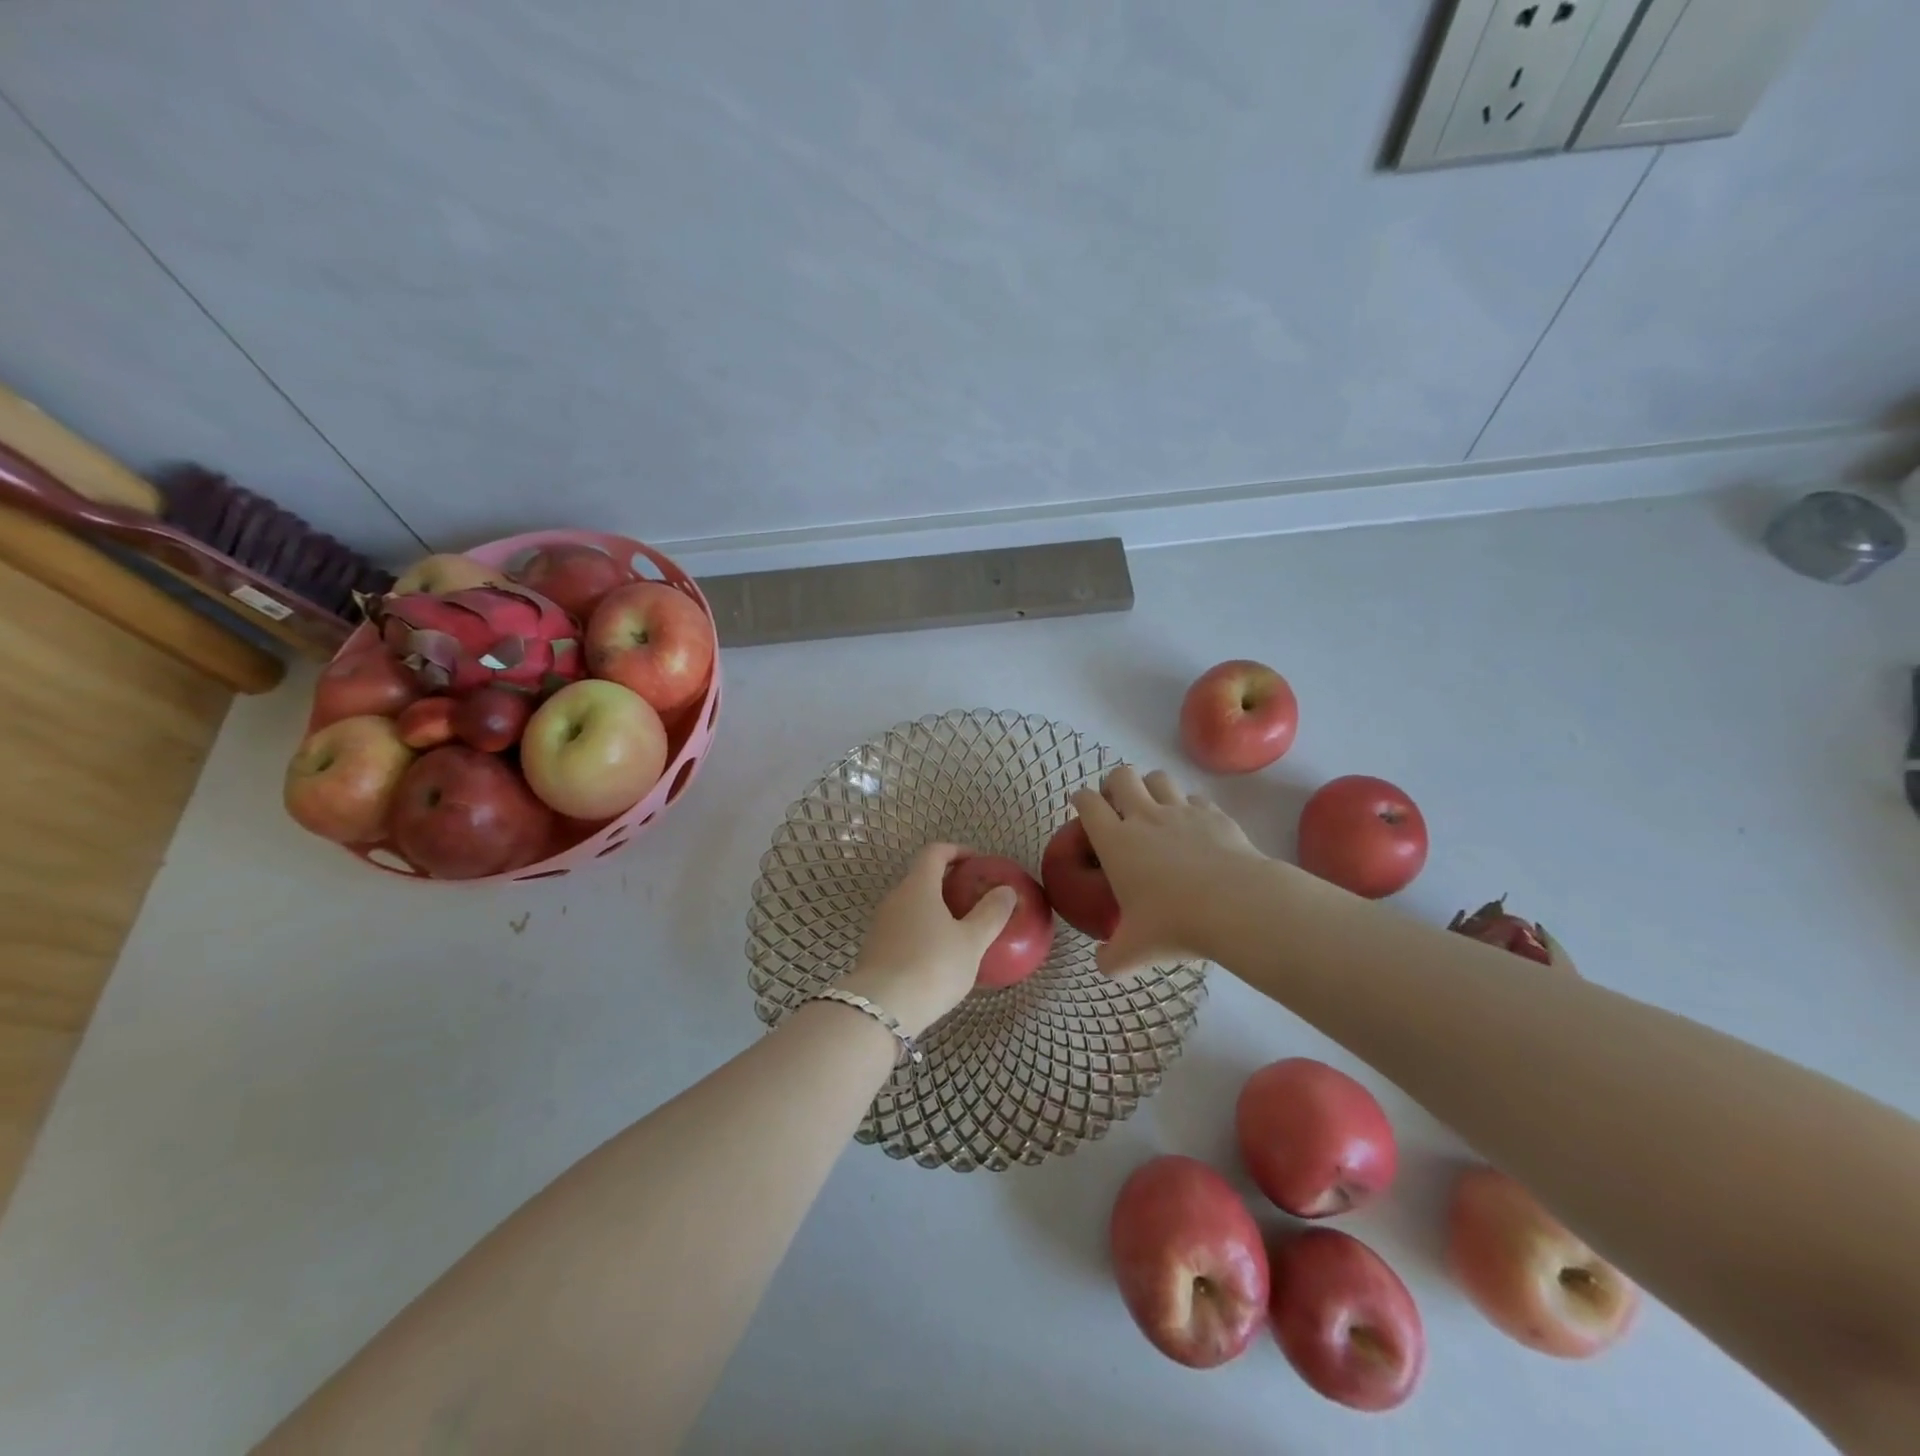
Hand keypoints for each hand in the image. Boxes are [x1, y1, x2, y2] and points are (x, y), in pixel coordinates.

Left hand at [840, 843, 1016, 1036]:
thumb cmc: (932, 966)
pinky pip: (903, 929)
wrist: (881, 1010)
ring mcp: (881, 924)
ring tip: (961, 929)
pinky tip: (939, 956)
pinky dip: (922, 931)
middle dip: (948, 882)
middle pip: (921, 878)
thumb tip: (1006, 890)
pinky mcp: (875, 949)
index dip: (956, 851)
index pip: (935, 852)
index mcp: (918, 886)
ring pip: (911, 905)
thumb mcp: (971, 942)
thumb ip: (991, 914)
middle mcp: (895, 898)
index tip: (977, 861)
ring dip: (935, 909)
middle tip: (974, 897)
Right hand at [1071, 765, 1270, 975]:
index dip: (1081, 799)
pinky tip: (1194, 826)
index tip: (1081, 805)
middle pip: (1121, 775)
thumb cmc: (1175, 923)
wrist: (1236, 905)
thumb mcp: (1135, 950)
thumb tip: (1103, 965)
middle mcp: (1144, 816)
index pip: (1088, 804)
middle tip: (1118, 804)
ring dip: (1151, 787)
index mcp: (1116, 841)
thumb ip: (1112, 957)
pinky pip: (1195, 798)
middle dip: (1115, 783)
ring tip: (1154, 807)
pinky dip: (1189, 806)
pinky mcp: (1213, 814)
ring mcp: (1181, 811)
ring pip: (1158, 778)